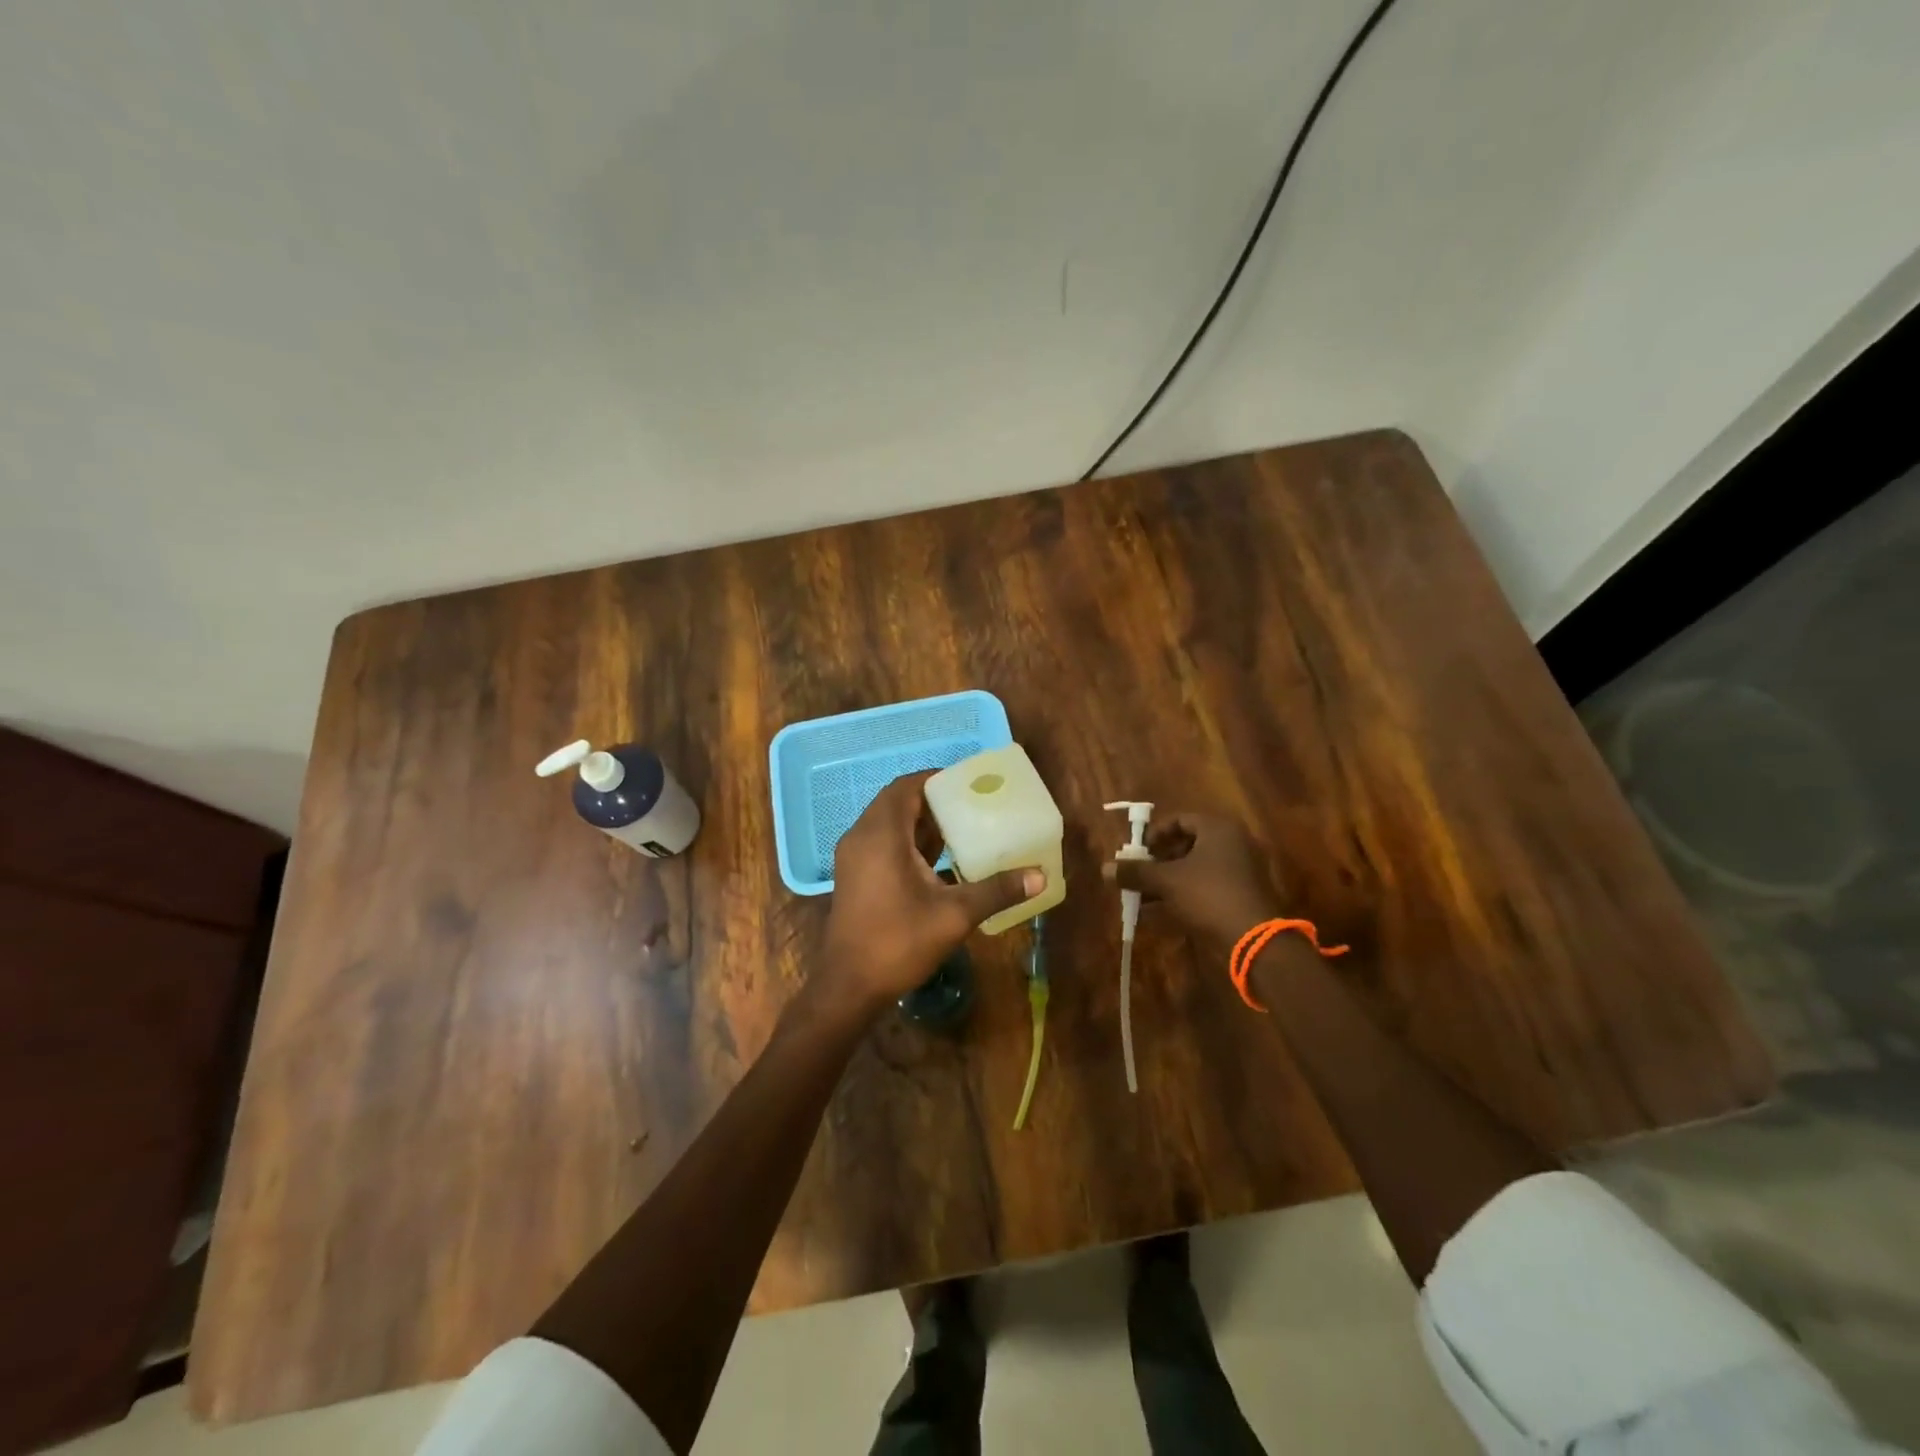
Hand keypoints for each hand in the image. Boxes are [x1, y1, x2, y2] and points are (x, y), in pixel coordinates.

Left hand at [822, 771, 1044, 1009]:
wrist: (849, 986)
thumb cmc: (899, 942)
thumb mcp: (954, 915)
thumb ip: (997, 890)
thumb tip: (1040, 876)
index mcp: (882, 835)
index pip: (906, 786)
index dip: (935, 779)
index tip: (968, 784)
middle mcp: (861, 837)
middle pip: (896, 802)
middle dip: (932, 801)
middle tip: (970, 806)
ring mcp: (853, 857)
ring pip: (887, 823)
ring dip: (919, 822)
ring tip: (961, 829)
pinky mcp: (853, 875)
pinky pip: (881, 842)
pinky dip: (906, 841)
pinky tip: (937, 860)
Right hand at [1100, 810, 1279, 949]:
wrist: (1253, 938)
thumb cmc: (1208, 895)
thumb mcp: (1166, 881)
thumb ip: (1135, 872)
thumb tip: (1104, 868)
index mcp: (1218, 829)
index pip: (1180, 820)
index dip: (1154, 834)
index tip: (1137, 852)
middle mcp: (1232, 844)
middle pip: (1186, 845)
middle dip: (1157, 861)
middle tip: (1137, 875)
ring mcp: (1238, 871)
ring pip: (1193, 870)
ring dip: (1166, 882)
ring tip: (1141, 897)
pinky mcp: (1239, 896)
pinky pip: (1204, 889)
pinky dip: (1181, 896)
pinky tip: (1157, 913)